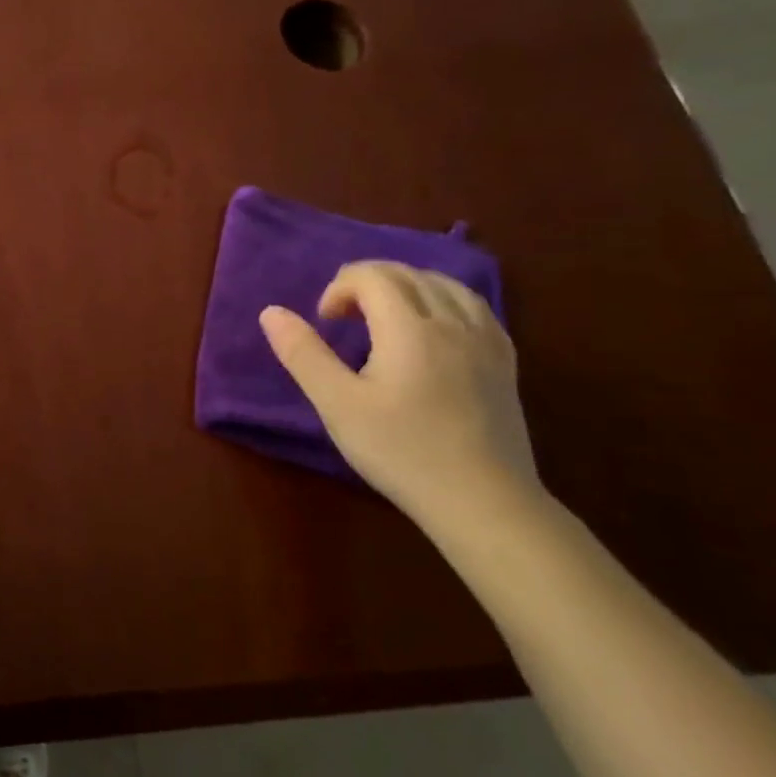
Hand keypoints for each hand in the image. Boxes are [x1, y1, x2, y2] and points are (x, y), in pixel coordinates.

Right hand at [259, 261, 540, 530]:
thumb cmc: (401, 451)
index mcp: (409, 328)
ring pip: (444, 284)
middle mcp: (452, 323)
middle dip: (367, 284)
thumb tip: (271, 311)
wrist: (482, 502)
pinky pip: (474, 306)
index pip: (372, 276)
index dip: (339, 289)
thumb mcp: (337, 404)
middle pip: (407, 274)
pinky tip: (431, 329)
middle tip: (345, 321)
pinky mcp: (505, 361)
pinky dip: (443, 301)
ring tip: (385, 319)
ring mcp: (486, 341)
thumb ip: (303, 353)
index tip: (326, 324)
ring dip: (406, 287)